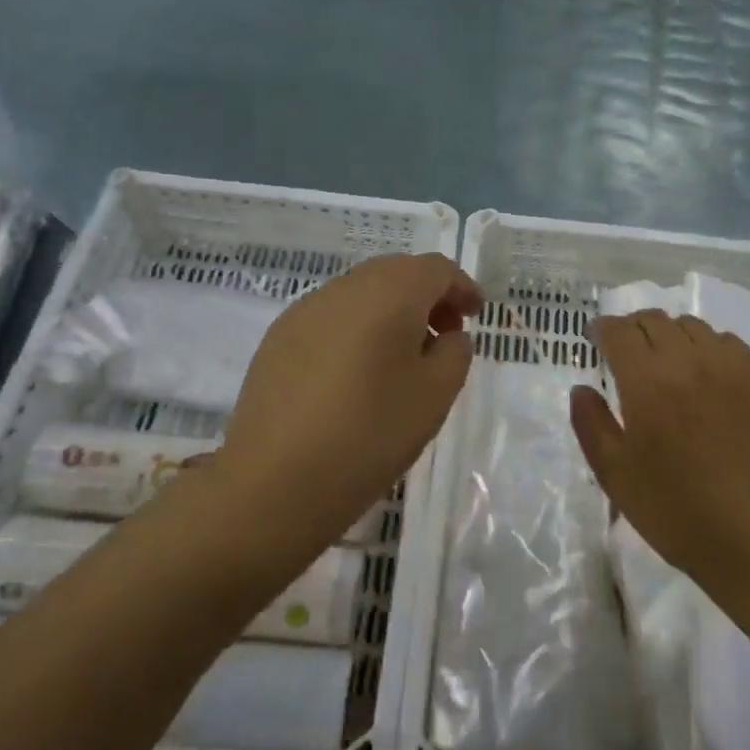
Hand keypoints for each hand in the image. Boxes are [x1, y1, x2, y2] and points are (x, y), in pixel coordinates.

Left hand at [220, 252, 482, 555]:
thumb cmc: (370, 433)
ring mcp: (305, 310)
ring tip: (399, 360)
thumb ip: (455, 353)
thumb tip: (448, 334)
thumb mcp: (436, 396)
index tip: (474, 317)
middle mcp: (345, 288)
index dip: (461, 288)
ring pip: (361, 293)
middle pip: (396, 273)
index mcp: (390, 293)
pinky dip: (356, 329)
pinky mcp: (278, 337)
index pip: (436, 269)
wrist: (274, 480)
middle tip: (442, 337)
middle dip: (426, 297)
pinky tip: (354, 375)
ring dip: (390, 312)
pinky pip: (330, 317)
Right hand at [570, 310, 749, 607]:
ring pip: (691, 326)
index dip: (602, 329)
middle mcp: (689, 361)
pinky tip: (705, 374)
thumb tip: (582, 389)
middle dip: (632, 328)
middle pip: (654, 320)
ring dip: (669, 335)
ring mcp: (731, 367)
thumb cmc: (678, 512)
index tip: (595, 338)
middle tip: (625, 350)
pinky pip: (727, 342)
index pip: (619, 332)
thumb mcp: (616, 476)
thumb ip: (591, 425)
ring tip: (665, 361)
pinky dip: (706, 347)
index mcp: (647, 382)